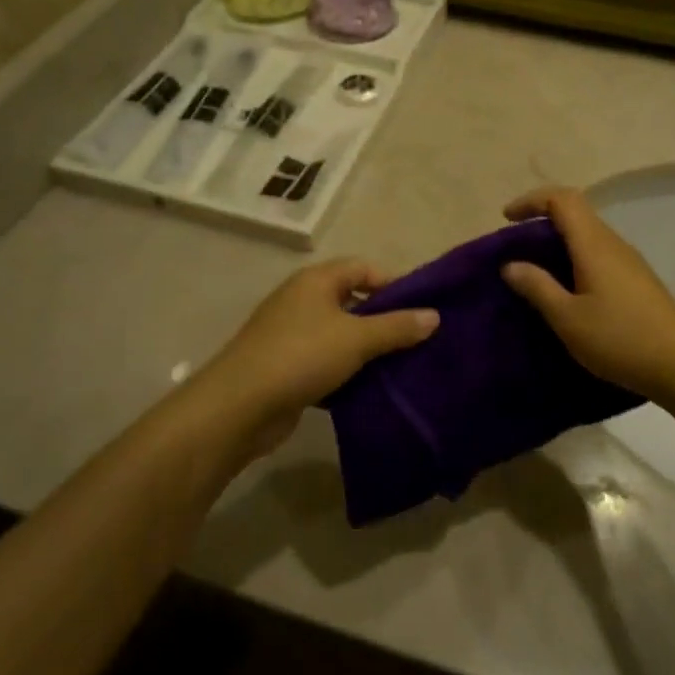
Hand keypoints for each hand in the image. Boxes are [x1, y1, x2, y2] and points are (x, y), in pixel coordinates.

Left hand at [197, 260, 437, 457]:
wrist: (240, 406)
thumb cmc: (301, 356)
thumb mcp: (357, 338)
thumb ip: (397, 326)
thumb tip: (434, 316)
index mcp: (316, 281)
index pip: (363, 268)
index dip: (393, 283)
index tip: (422, 308)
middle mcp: (302, 300)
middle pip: (352, 301)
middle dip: (384, 320)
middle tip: (418, 340)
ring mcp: (291, 334)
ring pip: (340, 335)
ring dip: (367, 350)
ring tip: (402, 366)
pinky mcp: (286, 367)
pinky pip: (326, 363)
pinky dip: (347, 373)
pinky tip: (370, 390)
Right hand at [499, 187, 674, 403]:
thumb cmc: (619, 339)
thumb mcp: (568, 318)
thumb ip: (537, 287)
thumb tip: (511, 264)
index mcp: (594, 245)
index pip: (562, 199)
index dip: (532, 201)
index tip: (506, 220)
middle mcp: (613, 244)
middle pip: (576, 213)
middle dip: (542, 221)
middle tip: (515, 247)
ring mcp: (630, 263)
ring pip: (588, 236)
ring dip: (559, 243)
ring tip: (535, 271)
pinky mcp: (638, 281)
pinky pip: (599, 256)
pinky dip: (575, 260)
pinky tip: (567, 291)